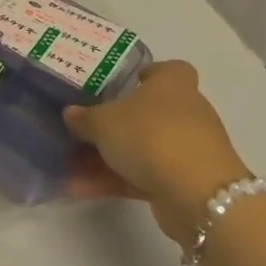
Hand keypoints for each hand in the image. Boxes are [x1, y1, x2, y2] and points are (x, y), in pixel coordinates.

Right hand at [63, 60, 249, 248]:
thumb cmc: (150, 136)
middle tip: (81, 129)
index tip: (121, 83)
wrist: (198, 195)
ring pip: (141, 148)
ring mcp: (186, 149)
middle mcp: (185, 113)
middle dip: (113, 124)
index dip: (146, 74)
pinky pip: (143, 176)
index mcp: (172, 85)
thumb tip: (71, 114)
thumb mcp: (103, 122)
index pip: (168, 70)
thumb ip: (84, 118)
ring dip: (105, 158)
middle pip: (146, 113)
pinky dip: (115, 181)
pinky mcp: (184, 183)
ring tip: (68, 167)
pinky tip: (78, 189)